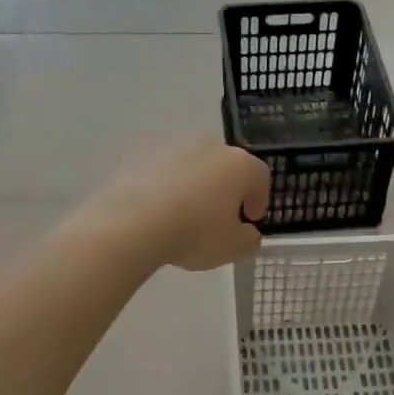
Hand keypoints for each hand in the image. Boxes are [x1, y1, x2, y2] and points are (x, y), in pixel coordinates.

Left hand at [79, 140, 271, 271]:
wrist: (134, 222)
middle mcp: (210, 147)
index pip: (259, 177)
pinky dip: (166, 188)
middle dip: (226, 190)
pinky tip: (158, 212)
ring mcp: (174, 147)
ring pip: (194, 167)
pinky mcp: (143, 155)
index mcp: (240, 165)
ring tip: (184, 216)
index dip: (259, 199)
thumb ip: (249, 239)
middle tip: (219, 218)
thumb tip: (247, 232)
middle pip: (226, 167)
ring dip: (195, 187)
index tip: (251, 219)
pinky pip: (164, 173)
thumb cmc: (195, 233)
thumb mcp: (233, 248)